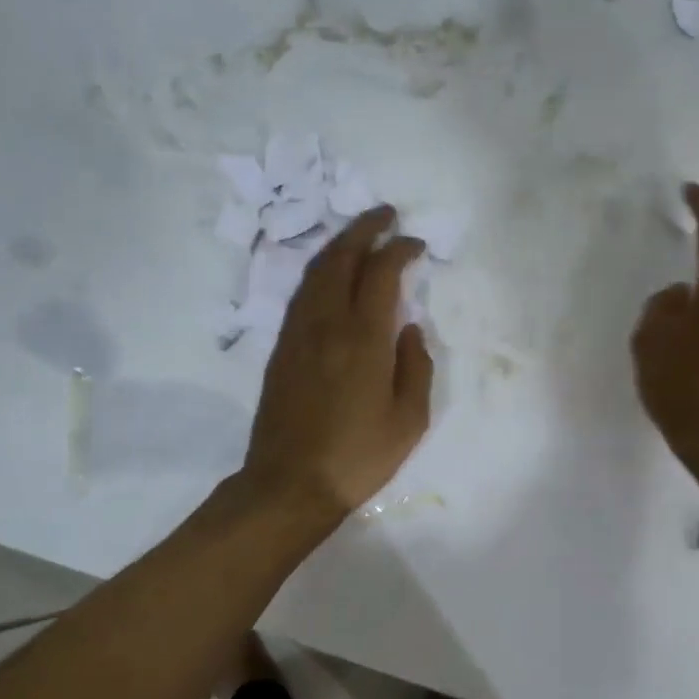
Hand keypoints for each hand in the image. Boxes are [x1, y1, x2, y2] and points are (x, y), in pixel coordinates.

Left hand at [243, 208, 433, 518]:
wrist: (290, 484)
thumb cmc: (359, 456)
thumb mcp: (410, 420)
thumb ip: (416, 366)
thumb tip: (410, 328)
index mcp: (363, 338)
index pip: (381, 272)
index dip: (400, 249)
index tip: (416, 245)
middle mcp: (326, 324)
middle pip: (341, 257)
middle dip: (364, 228)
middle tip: (385, 214)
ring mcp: (297, 333)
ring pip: (316, 271)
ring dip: (339, 245)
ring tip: (360, 235)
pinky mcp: (281, 348)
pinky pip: (302, 293)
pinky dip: (321, 271)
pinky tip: (332, 275)